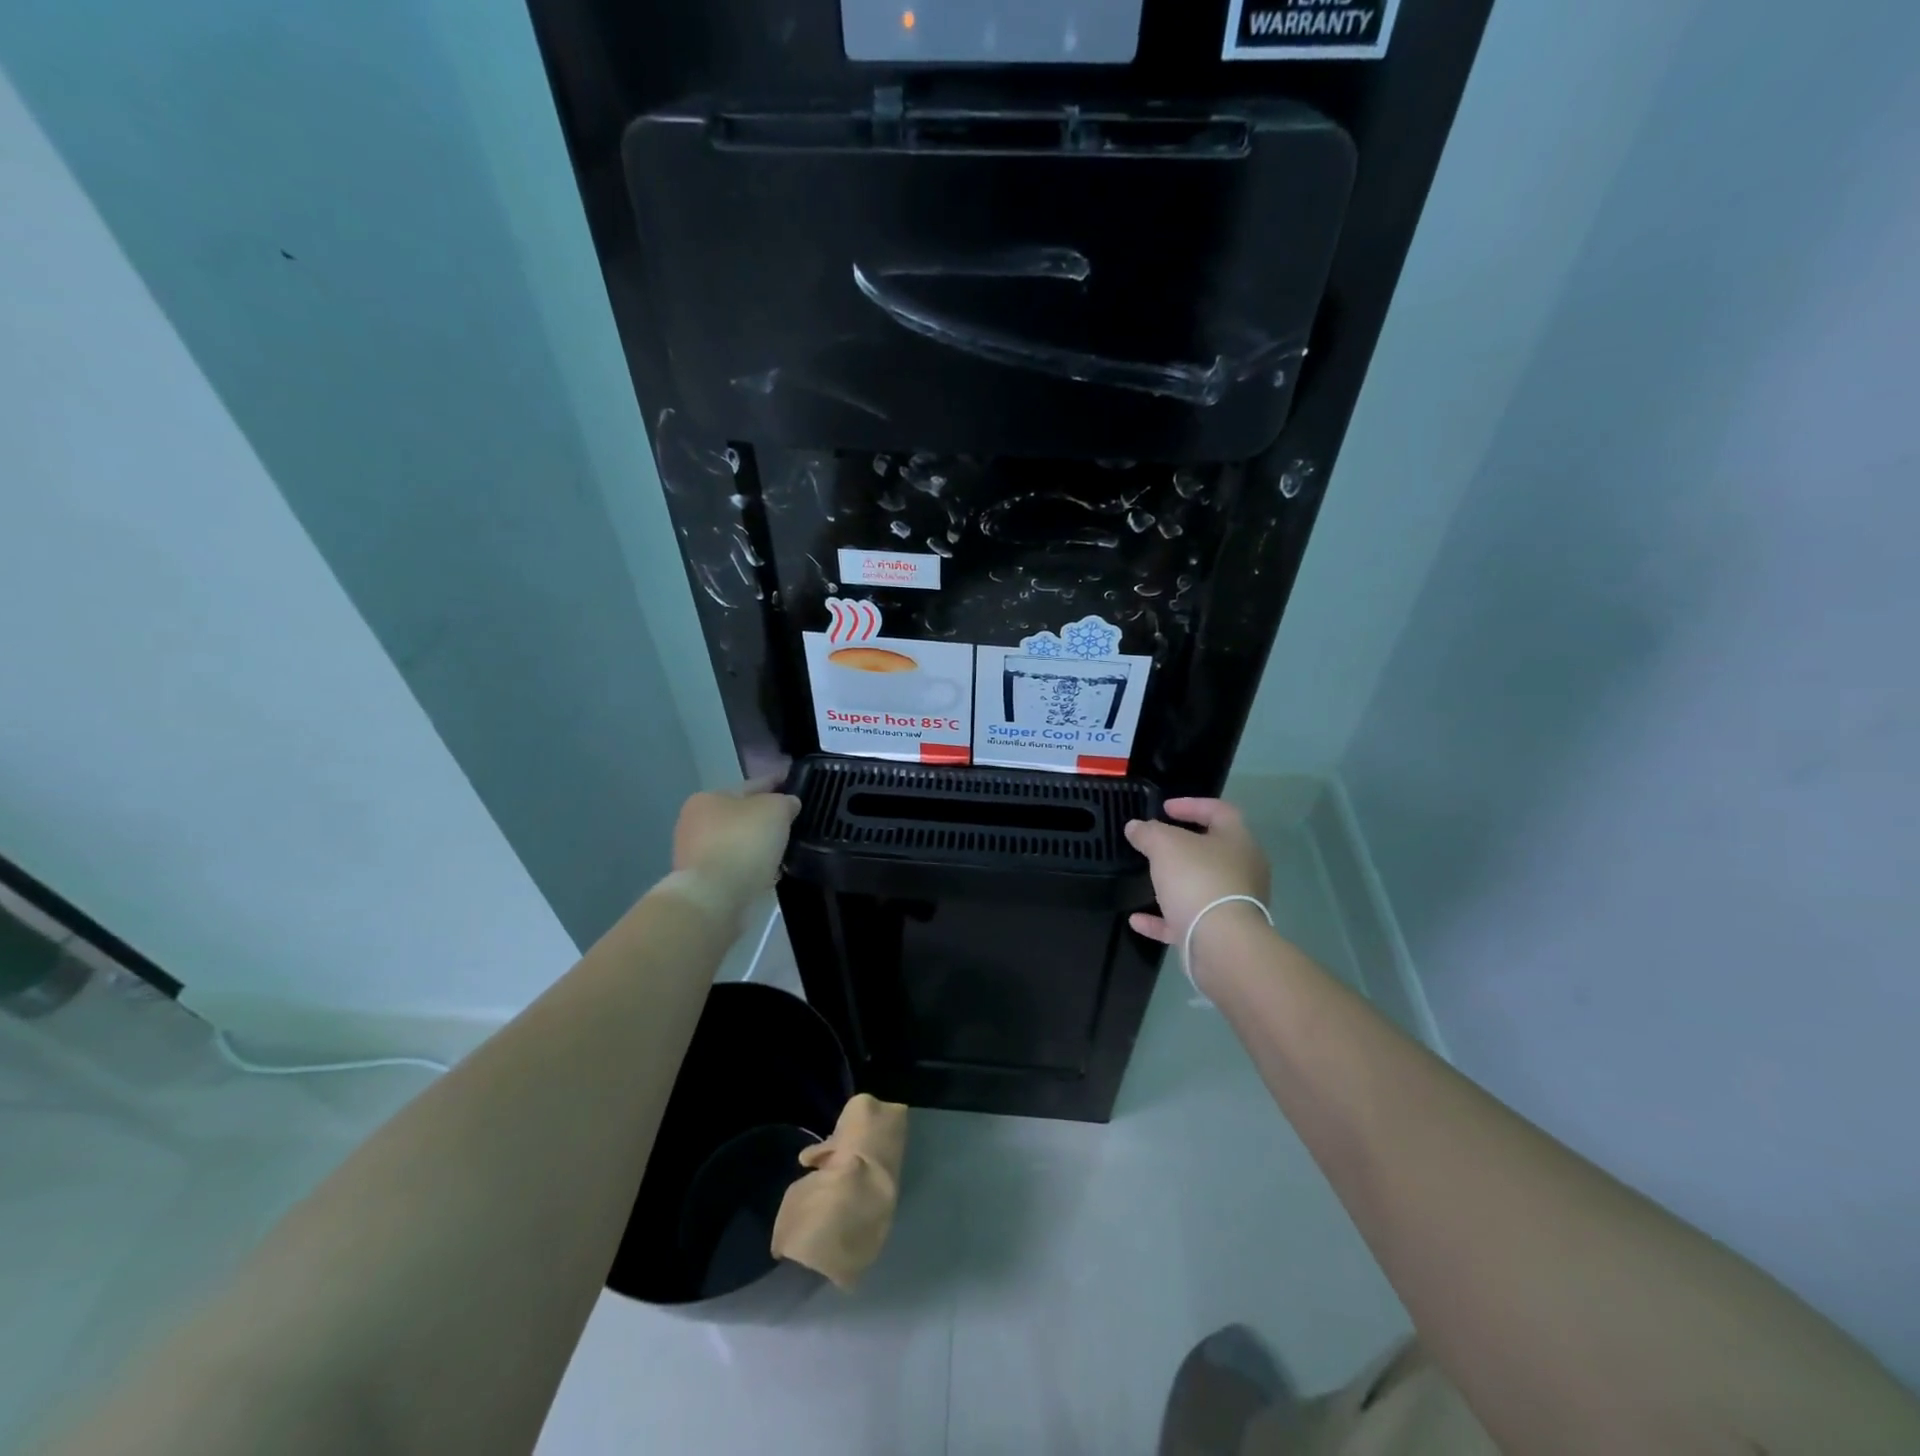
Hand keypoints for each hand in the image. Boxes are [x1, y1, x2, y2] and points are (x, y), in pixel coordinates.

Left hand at [670, 777, 801, 919]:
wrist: (714, 899)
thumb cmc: (743, 843)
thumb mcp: (775, 809)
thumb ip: (786, 801)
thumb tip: (789, 804)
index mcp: (707, 798)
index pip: (752, 785)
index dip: (776, 783)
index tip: (795, 785)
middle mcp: (695, 824)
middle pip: (741, 815)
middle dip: (765, 818)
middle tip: (793, 822)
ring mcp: (696, 856)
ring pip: (738, 843)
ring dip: (758, 846)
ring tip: (786, 850)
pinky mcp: (704, 884)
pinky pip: (736, 868)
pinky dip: (752, 868)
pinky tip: (770, 872)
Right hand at [1124, 799, 1270, 946]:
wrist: (1221, 944)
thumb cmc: (1198, 880)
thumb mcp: (1165, 845)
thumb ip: (1148, 832)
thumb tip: (1136, 827)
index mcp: (1238, 841)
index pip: (1219, 811)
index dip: (1191, 804)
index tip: (1164, 808)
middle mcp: (1242, 870)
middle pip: (1211, 851)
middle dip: (1182, 846)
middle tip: (1155, 843)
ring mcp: (1233, 904)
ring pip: (1201, 886)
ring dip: (1174, 883)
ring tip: (1146, 879)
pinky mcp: (1219, 934)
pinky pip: (1187, 920)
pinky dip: (1163, 919)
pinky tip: (1137, 919)